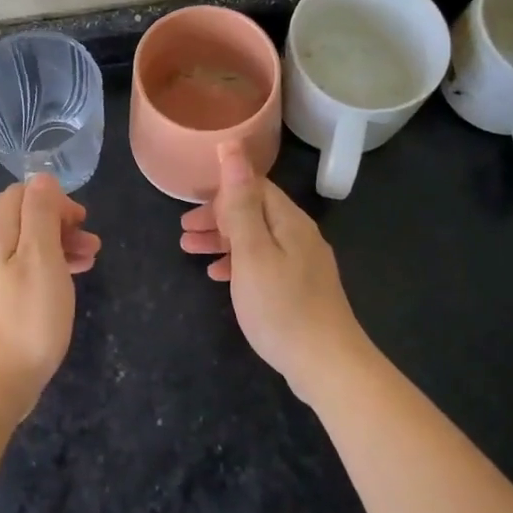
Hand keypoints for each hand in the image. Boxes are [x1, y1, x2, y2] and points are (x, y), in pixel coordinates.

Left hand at [0, 175, 100, 418]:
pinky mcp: (0, 300)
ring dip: (61, 244)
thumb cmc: (27, 316)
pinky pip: (27, 269)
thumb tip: (42, 178)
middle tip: (90, 241)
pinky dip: (52, 266)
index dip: (52, 199)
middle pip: (25, 218)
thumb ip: (41, 213)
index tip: (79, 220)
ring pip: (29, 244)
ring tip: (91, 260)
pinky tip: (72, 280)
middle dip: (60, 221)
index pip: (20, 193)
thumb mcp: (41, 257)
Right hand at [180, 142, 371, 402]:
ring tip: (189, 250)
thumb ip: (240, 202)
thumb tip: (232, 147)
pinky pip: (264, 263)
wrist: (327, 365)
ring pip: (257, 239)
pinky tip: (219, 276)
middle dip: (217, 217)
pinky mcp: (301, 289)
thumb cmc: (281, 306)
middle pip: (255, 212)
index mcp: (289, 221)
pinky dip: (238, 263)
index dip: (221, 190)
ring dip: (223, 240)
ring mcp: (303, 264)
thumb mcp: (252, 251)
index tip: (189, 203)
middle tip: (184, 231)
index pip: (254, 187)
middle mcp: (300, 236)